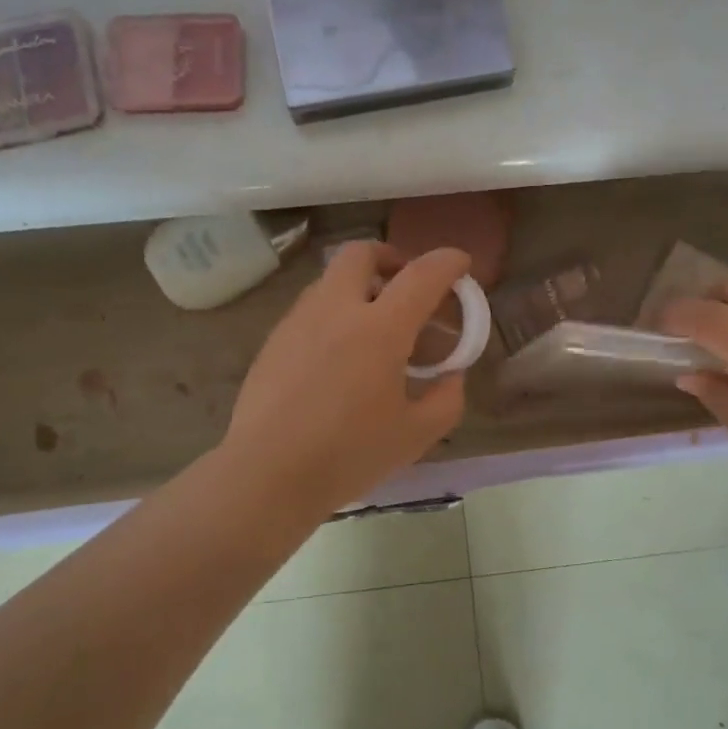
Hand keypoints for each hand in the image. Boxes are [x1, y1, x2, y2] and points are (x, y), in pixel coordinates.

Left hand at [221, 242, 470, 511]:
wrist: (267, 474)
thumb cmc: (348, 455)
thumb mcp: (415, 436)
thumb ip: (446, 399)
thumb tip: (452, 376)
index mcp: (380, 329)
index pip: (421, 275)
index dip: (447, 262)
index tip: (460, 263)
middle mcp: (337, 310)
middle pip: (362, 254)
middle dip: (390, 257)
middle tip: (405, 283)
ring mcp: (299, 321)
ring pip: (331, 279)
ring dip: (359, 285)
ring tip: (373, 324)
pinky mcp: (274, 340)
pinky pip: (311, 308)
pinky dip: (334, 312)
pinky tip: (338, 355)